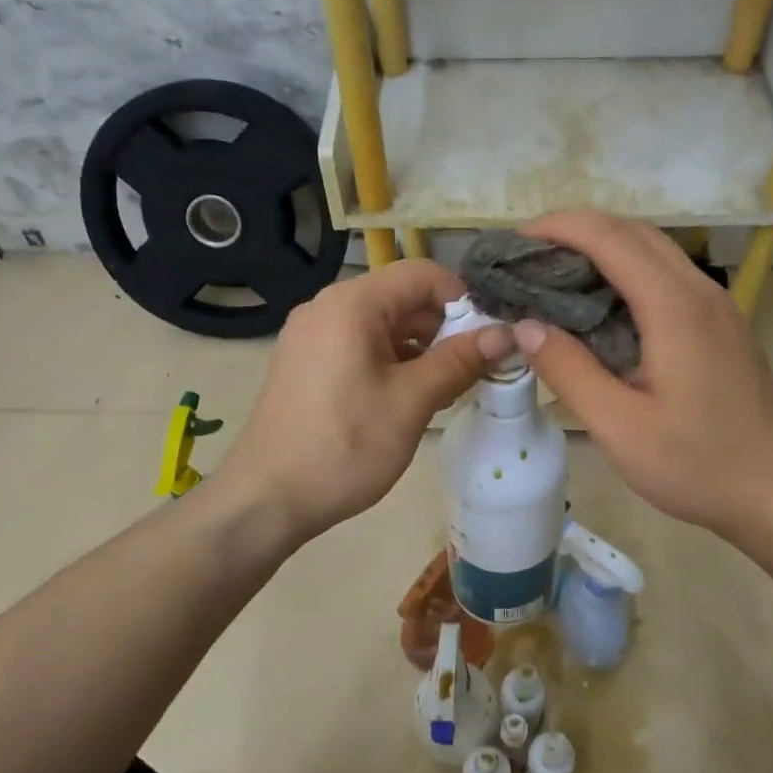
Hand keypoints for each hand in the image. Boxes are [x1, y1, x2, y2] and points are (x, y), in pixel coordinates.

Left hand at [216, 260, 512, 544]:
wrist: (266, 498)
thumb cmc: (344, 446)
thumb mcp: (411, 402)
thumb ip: (458, 361)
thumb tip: (505, 334)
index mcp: (351, 304)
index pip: (422, 274)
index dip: (463, 299)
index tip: (489, 337)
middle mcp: (327, 307)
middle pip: (401, 297)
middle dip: (443, 327)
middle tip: (475, 369)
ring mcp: (310, 334)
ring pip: (381, 324)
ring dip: (419, 347)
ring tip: (447, 388)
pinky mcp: (304, 361)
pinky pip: (358, 344)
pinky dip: (390, 360)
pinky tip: (409, 397)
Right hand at [512, 213, 772, 544]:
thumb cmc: (700, 465)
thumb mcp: (620, 428)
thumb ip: (569, 372)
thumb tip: (525, 326)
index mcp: (674, 307)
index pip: (610, 238)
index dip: (558, 227)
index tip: (514, 242)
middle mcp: (700, 292)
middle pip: (633, 232)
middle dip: (576, 231)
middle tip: (528, 260)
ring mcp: (717, 306)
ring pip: (654, 252)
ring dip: (603, 249)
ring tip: (555, 278)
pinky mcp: (721, 325)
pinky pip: (667, 277)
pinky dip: (626, 272)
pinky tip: (601, 308)